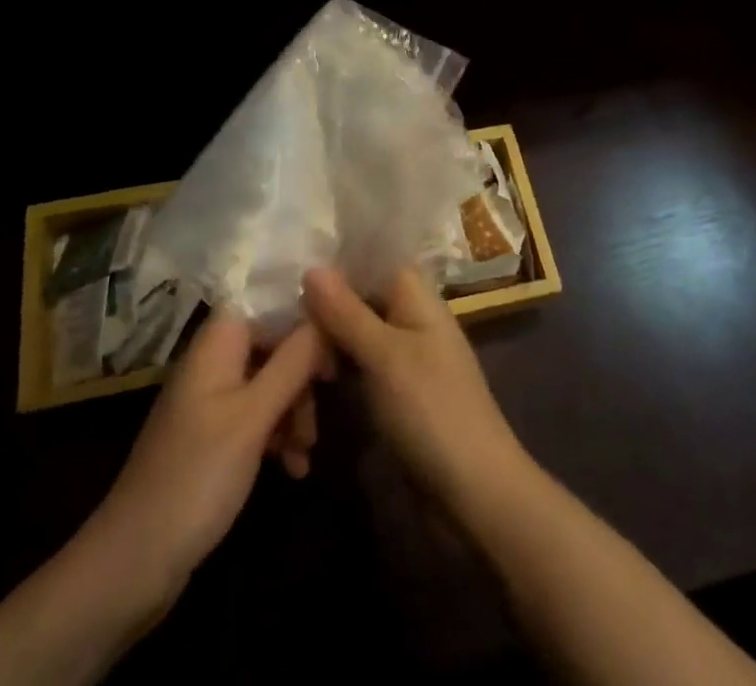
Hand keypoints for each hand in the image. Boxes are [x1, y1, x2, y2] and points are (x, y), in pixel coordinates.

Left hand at [76, 316, 327, 615]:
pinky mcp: (212, 437)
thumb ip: (293, 361)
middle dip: (303, 373)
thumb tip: (326, 312)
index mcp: (217, 343)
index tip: (339, 341)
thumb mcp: (253, 417)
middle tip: (325, 406)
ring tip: (307, 451)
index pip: (268, 301)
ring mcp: (211, 400)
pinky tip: (294, 467)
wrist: (132, 564)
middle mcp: (214, 361)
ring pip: (269, 382)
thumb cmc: (197, 477)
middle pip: (273, 343)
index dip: (305, 316)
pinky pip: (256, 417)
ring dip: (294, 410)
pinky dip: (278, 435)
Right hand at [302, 267, 531, 511]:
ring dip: (326, 347)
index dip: (335, 265)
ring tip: (290, 363)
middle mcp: (412, 319)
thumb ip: (348, 311)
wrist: (476, 494)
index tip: (290, 275)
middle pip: (360, 298)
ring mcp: (406, 358)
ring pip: (356, 336)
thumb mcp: (385, 357)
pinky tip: (309, 388)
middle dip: (323, 311)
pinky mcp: (398, 395)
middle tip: (279, 330)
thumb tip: (312, 267)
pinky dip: (338, 373)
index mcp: (417, 297)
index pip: (372, 260)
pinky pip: (361, 369)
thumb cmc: (432, 411)